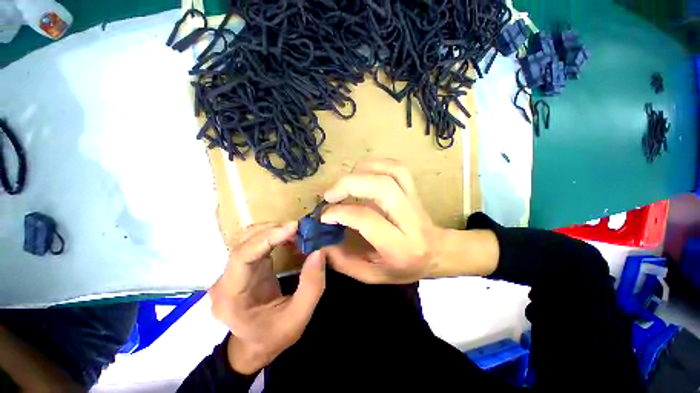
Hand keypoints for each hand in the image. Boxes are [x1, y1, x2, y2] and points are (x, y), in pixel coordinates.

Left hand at [209, 222, 326, 374]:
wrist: (254, 347)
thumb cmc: (274, 336)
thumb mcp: (299, 318)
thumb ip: (312, 286)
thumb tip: (318, 251)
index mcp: (231, 297)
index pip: (242, 257)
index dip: (267, 237)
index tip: (294, 227)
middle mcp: (224, 280)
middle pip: (243, 242)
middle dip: (273, 230)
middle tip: (301, 228)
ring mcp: (231, 271)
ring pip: (248, 238)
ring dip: (273, 230)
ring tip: (298, 232)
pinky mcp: (242, 266)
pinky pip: (255, 243)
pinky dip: (273, 235)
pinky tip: (289, 237)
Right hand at [320, 159, 443, 283]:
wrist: (436, 253)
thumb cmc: (404, 268)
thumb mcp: (371, 275)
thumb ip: (343, 261)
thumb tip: (321, 242)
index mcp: (400, 246)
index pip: (368, 219)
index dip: (341, 213)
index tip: (324, 215)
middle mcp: (410, 220)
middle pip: (382, 188)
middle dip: (349, 185)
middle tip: (330, 195)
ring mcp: (414, 200)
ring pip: (391, 172)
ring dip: (362, 171)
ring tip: (344, 183)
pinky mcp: (414, 189)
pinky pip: (397, 167)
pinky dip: (375, 164)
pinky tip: (361, 173)